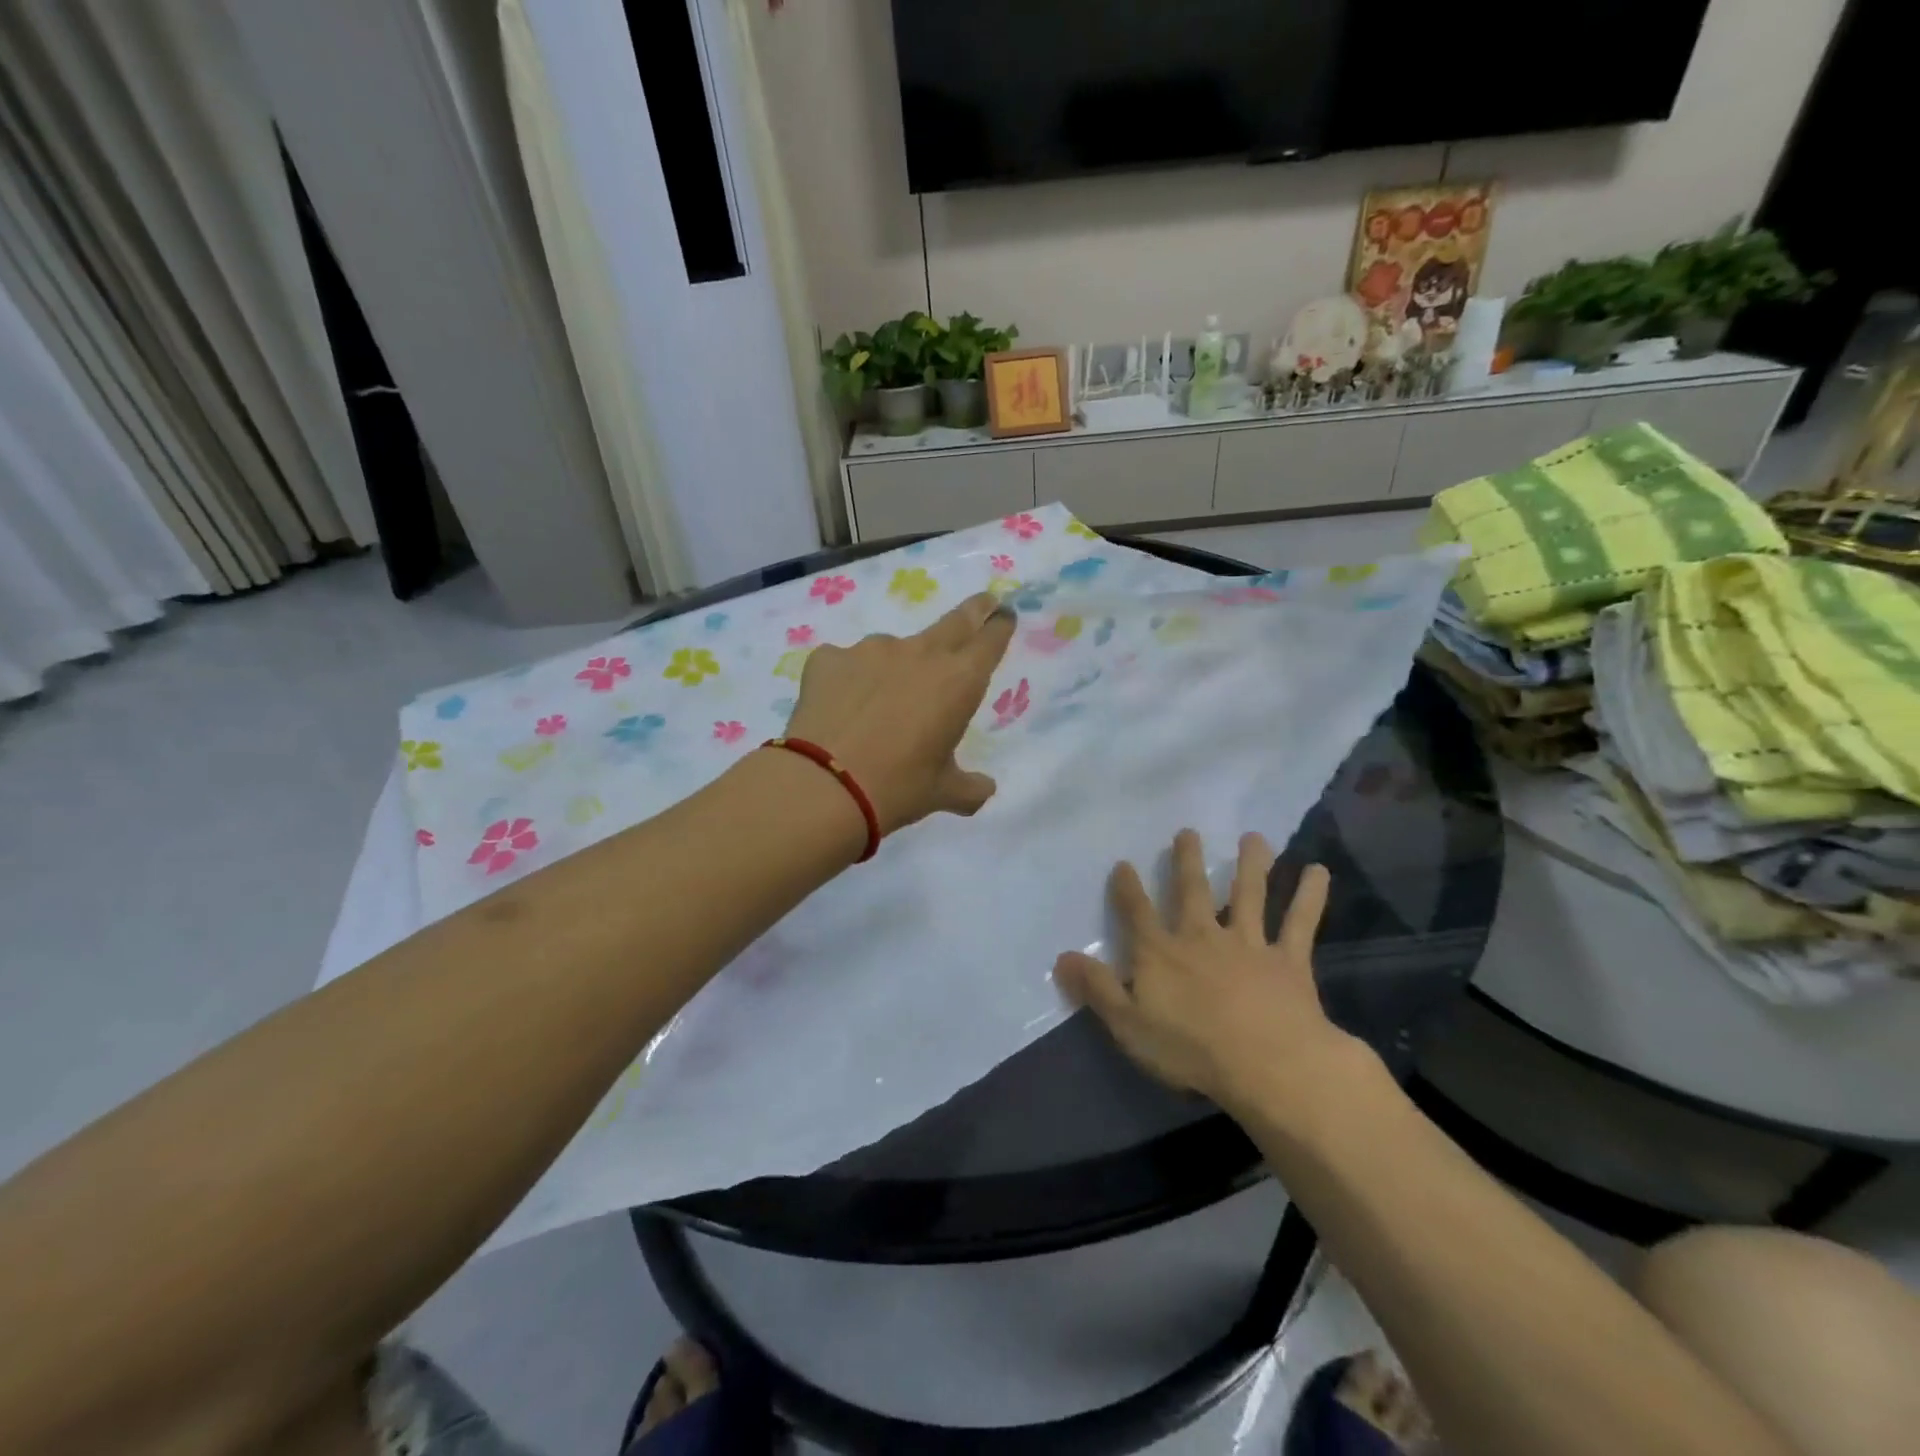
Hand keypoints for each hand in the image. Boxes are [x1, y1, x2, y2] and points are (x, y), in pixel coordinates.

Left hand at [784, 592, 1015, 833]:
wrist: (823, 785)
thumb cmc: (897, 788)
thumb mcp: (942, 792)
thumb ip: (970, 788)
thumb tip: (984, 789)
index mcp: (958, 681)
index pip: (989, 640)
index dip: (999, 626)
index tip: (1004, 615)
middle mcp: (919, 653)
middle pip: (954, 621)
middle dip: (973, 611)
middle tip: (982, 603)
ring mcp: (870, 650)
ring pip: (893, 649)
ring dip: (896, 666)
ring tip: (881, 703)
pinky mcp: (829, 658)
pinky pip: (846, 664)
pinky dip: (849, 680)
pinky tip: (840, 707)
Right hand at [1054, 830, 1367, 1117]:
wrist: (1266, 1064)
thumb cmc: (1190, 1048)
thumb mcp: (1128, 1024)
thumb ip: (1096, 988)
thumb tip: (1061, 957)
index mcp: (1161, 953)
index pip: (1137, 913)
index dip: (1127, 888)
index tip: (1124, 863)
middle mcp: (1202, 936)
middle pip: (1193, 891)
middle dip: (1187, 861)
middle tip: (1188, 831)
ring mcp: (1248, 944)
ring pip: (1248, 895)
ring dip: (1250, 864)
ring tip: (1254, 837)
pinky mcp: (1288, 960)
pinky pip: (1300, 922)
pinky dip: (1310, 896)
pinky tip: (1319, 871)